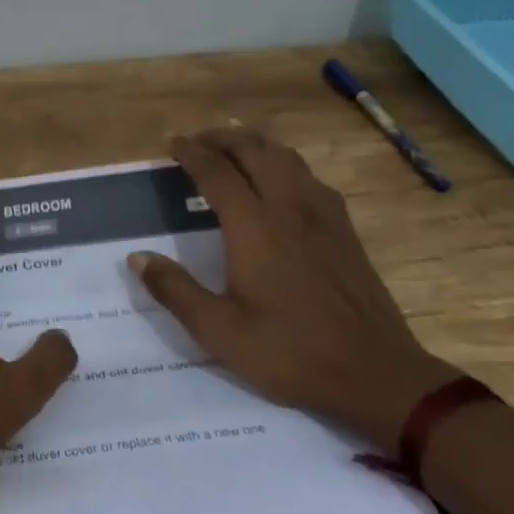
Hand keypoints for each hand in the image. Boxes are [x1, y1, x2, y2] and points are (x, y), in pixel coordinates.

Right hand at [129, 127, 457, 451]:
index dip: (191, 153)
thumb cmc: (291, 353)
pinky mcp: (345, 231)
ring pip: (287, 158)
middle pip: (255, 151)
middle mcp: (289, 208)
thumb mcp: (220, 332)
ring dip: (255, 145)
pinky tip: (281, 183)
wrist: (376, 375)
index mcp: (255, 227)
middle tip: (198, 141)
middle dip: (222, 138)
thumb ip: (175, 291)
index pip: (217, 173)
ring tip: (234, 149)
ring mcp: (323, 216)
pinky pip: (310, 178)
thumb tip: (137, 258)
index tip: (171, 143)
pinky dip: (285, 164)